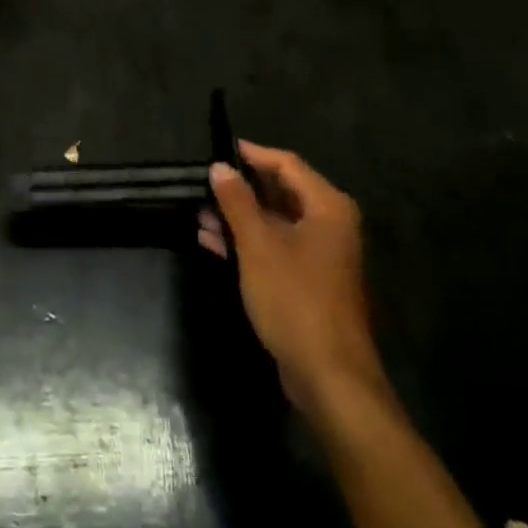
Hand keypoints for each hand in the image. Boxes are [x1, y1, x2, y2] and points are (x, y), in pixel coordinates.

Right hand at [199, 141, 385, 410]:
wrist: (329, 378)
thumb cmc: (295, 299)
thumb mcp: (258, 245)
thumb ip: (237, 201)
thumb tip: (219, 166)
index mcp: (327, 208)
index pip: (287, 164)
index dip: (252, 154)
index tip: (218, 149)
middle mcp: (329, 225)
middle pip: (280, 192)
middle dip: (240, 190)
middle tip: (203, 184)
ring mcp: (320, 256)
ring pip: (274, 222)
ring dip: (238, 218)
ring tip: (198, 213)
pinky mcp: (308, 282)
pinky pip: (274, 248)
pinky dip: (246, 243)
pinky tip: (211, 242)